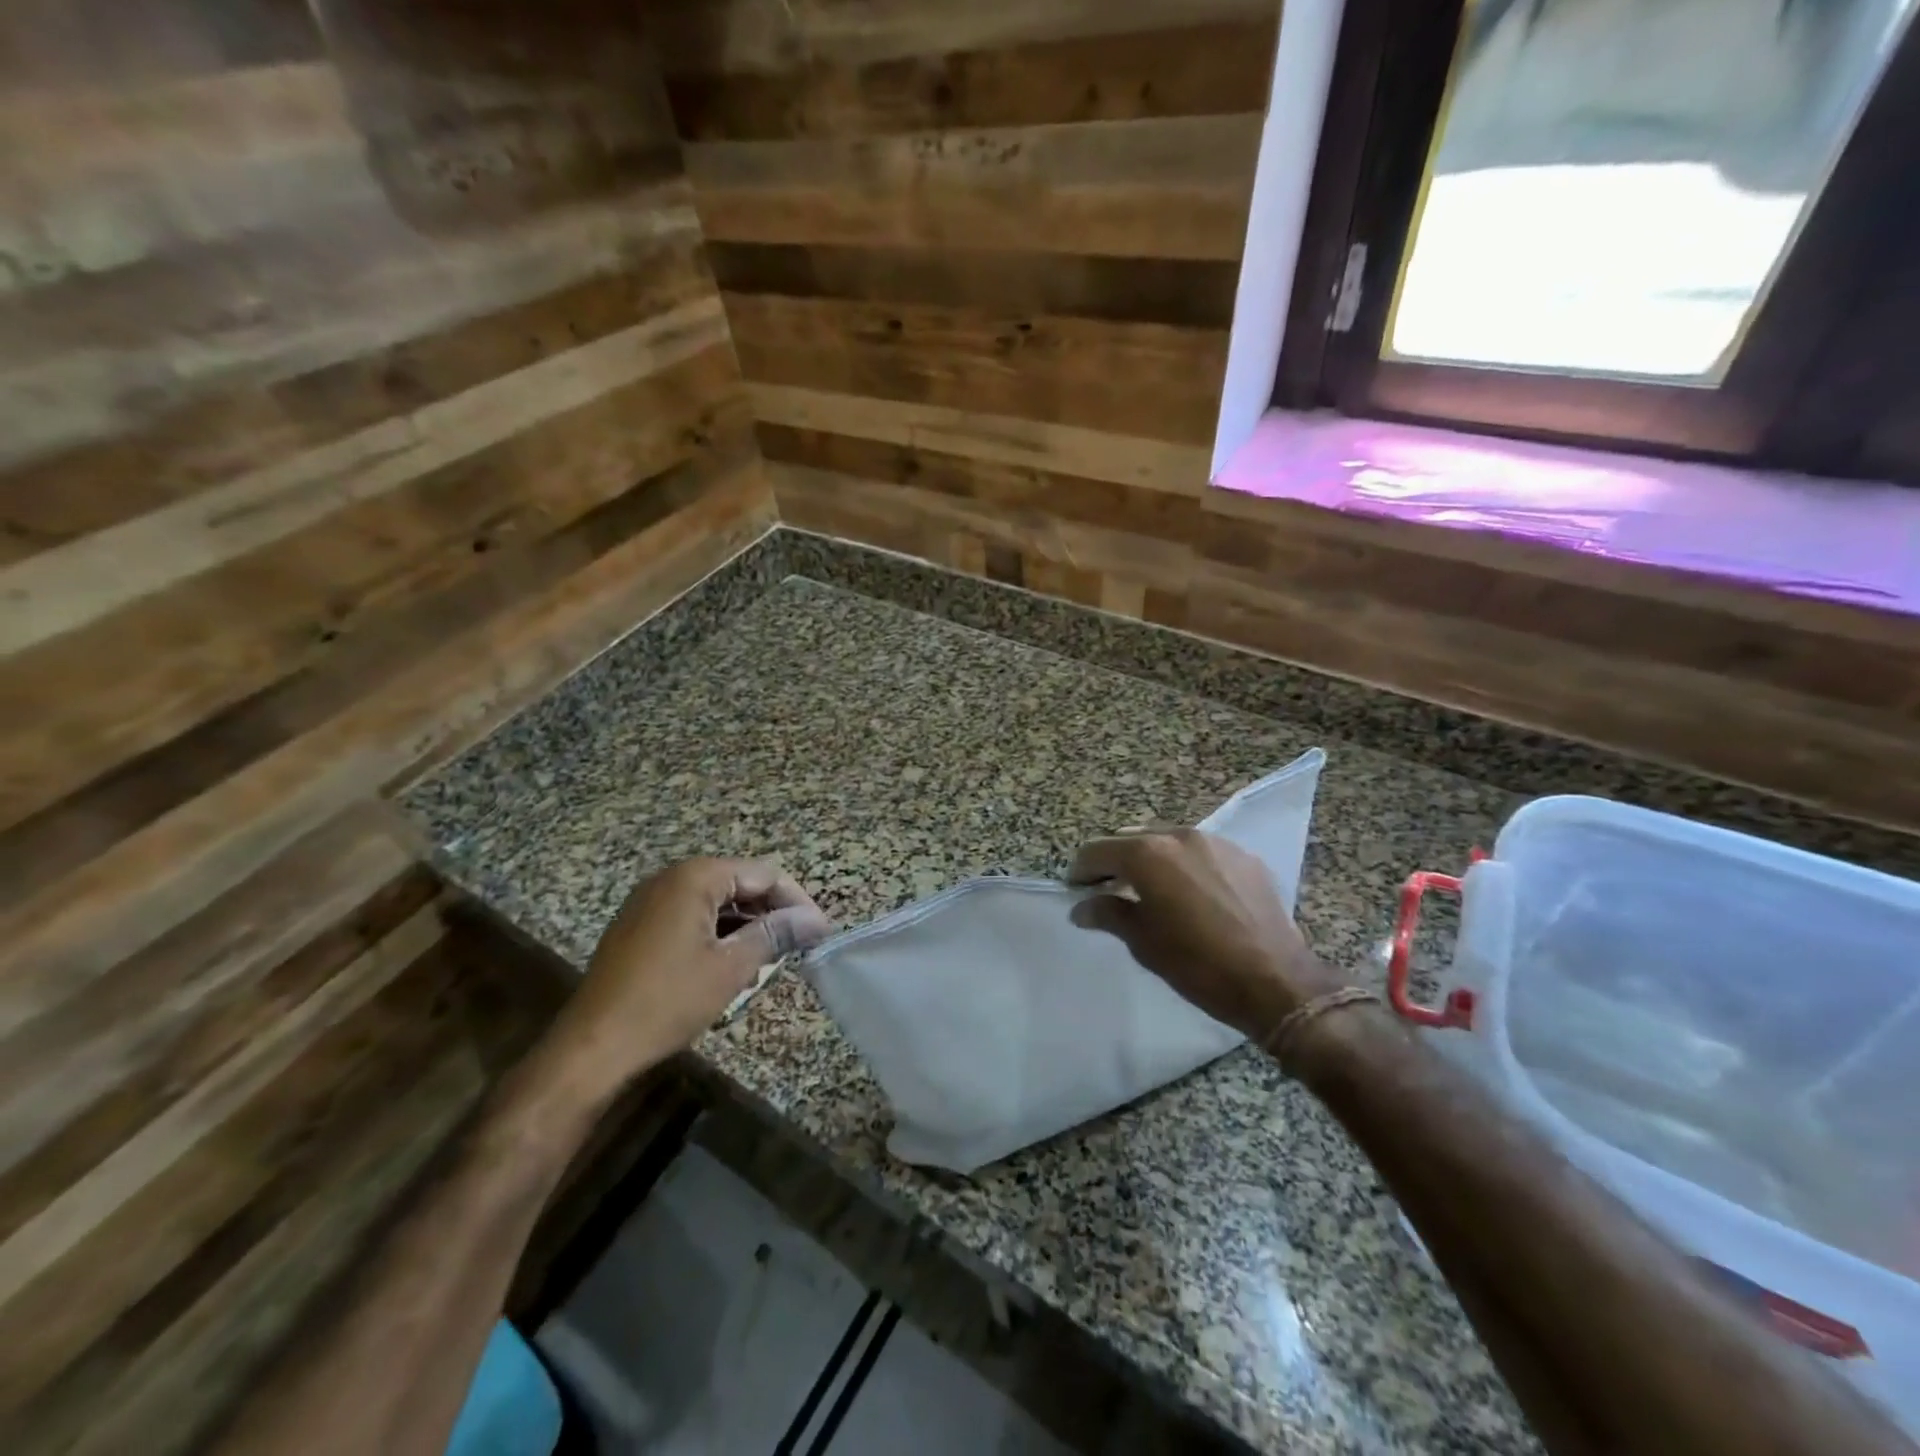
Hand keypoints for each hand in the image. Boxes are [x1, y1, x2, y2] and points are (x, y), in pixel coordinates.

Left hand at [548, 858, 832, 1097]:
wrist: (591, 1047)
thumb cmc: (668, 1001)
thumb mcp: (732, 967)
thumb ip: (776, 934)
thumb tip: (816, 920)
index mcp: (695, 876)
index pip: (764, 874)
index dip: (796, 901)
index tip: (818, 932)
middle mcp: (671, 877)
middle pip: (739, 883)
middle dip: (770, 913)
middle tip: (795, 949)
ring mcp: (650, 900)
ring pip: (715, 902)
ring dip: (745, 926)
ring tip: (766, 962)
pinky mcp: (638, 925)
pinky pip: (690, 916)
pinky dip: (716, 934)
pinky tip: (728, 966)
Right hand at [1068, 829, 1343, 1042]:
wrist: (1276, 981)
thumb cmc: (1198, 964)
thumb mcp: (1144, 943)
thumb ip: (1109, 914)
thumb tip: (1083, 908)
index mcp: (1148, 854)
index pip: (1098, 850)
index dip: (1081, 870)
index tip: (1077, 890)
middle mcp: (1179, 835)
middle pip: (1132, 838)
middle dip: (1116, 861)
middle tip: (1109, 890)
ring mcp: (1216, 843)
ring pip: (1168, 840)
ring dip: (1152, 859)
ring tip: (1151, 890)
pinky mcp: (1245, 857)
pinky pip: (1202, 852)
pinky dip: (1185, 865)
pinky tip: (1191, 894)